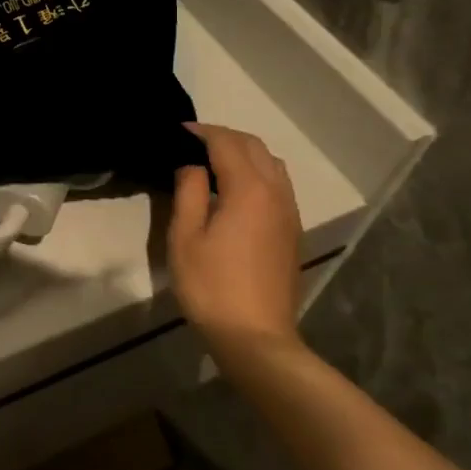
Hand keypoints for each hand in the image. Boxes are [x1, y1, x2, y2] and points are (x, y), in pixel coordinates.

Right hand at [168, 123, 304, 347]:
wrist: (256, 337)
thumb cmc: (212, 286)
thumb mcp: (185, 237)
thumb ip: (189, 191)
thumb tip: (192, 165)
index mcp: (249, 189)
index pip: (226, 142)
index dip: (201, 132)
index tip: (177, 131)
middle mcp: (276, 192)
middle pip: (254, 146)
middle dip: (224, 137)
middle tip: (193, 143)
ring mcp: (290, 212)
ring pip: (271, 164)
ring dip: (244, 153)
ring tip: (214, 163)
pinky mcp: (293, 231)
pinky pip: (278, 184)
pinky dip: (257, 172)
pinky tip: (236, 191)